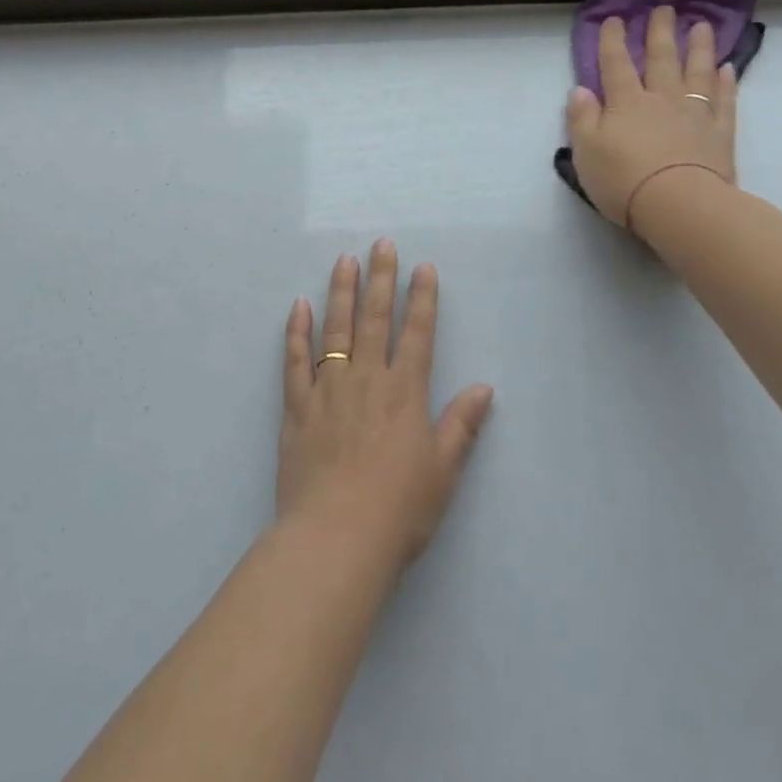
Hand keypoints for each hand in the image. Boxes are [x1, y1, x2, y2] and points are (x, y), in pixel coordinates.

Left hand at [280, 240, 493, 574]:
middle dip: (381, 279)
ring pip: (335, 328)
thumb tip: (485, 388)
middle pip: (375, 319)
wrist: (336, 537)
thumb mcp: (443, 470)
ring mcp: (328, 389)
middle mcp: (367, 379)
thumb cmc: (399, 509)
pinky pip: (295, 360)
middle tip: (382, 244)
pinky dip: (296, 331)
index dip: (423, 298)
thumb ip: (461, 425)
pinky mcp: (297, 406)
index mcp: (406, 392)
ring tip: (344, 260)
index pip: (418, 333)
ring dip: (341, 292)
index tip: (423, 268)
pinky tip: (298, 306)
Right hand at [565, 8, 737, 235]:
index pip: (616, 64)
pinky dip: (726, 83)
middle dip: (659, 33)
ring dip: (698, 48)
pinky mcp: (720, 133)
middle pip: (661, 59)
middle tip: (664, 9)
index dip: (612, 41)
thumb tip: (580, 90)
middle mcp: (661, 99)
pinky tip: (727, 68)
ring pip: (697, 72)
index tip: (614, 19)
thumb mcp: (586, 151)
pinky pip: (724, 100)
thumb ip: (582, 118)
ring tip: (700, 26)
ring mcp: (695, 113)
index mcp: (626, 103)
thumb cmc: (623, 179)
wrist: (679, 204)